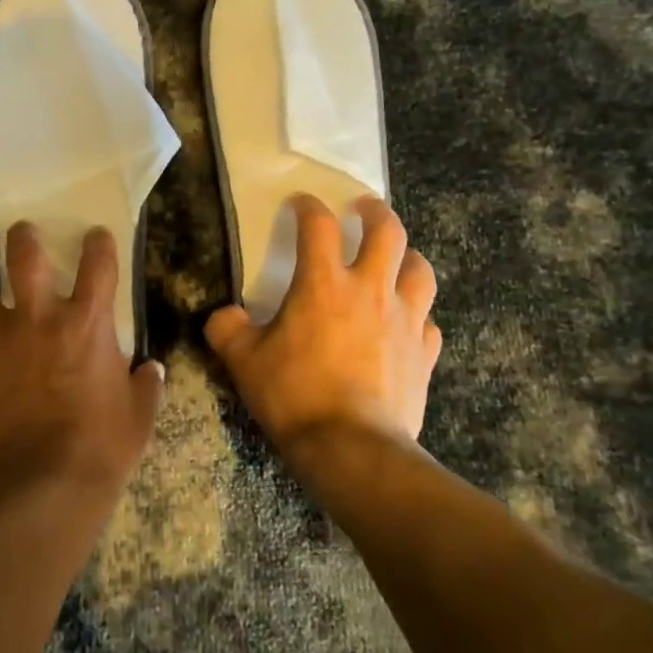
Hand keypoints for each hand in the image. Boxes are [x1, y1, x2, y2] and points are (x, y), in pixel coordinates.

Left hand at [0, 223, 164, 501]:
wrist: (37, 488)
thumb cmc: (99, 449)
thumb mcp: (137, 419)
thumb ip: (145, 387)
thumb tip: (151, 371)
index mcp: (85, 323)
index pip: (98, 264)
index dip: (98, 244)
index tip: (96, 236)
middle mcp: (37, 318)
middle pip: (23, 256)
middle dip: (22, 238)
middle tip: (22, 233)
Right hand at [205, 195, 439, 457]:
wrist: (353, 449)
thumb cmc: (295, 395)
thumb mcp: (244, 361)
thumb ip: (228, 330)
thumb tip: (223, 316)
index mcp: (323, 283)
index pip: (318, 225)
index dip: (308, 206)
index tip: (300, 203)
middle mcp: (370, 290)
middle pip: (387, 231)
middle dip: (376, 212)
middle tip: (363, 209)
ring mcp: (405, 320)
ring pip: (420, 269)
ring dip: (407, 256)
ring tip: (394, 259)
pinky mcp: (425, 352)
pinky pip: (428, 320)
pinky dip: (417, 312)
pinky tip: (405, 322)